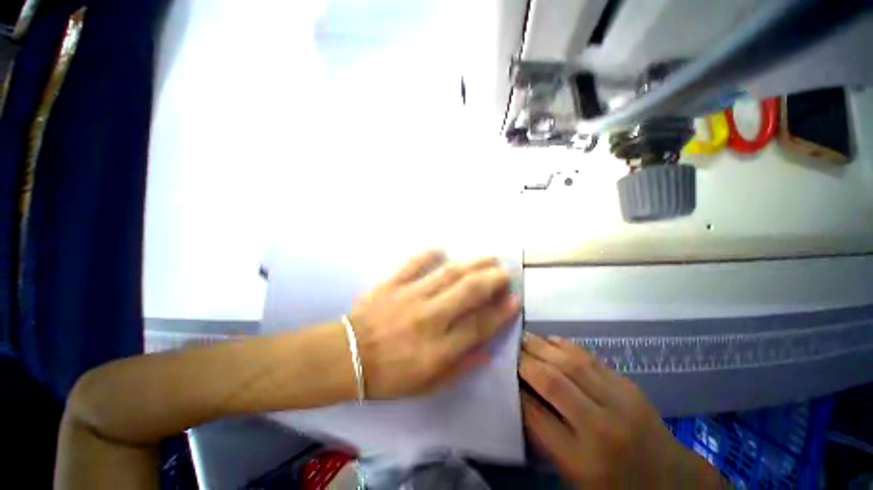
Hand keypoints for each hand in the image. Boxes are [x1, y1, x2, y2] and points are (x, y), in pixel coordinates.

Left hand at [349, 250, 519, 398]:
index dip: (501, 311)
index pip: (480, 325)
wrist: (346, 357)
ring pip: (448, 273)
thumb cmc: (388, 375)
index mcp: (438, 349)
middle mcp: (429, 318)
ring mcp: (409, 296)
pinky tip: (441, 248)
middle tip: (505, 272)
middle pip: (469, 291)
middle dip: (492, 278)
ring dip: (472, 263)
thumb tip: (486, 351)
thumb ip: (460, 368)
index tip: (515, 298)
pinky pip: (413, 263)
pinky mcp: (391, 283)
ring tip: (488, 257)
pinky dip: (428, 254)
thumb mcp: (427, 385)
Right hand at [519, 334, 722, 488]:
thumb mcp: (573, 476)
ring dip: (541, 346)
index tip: (502, 375)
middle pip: (552, 382)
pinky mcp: (629, 386)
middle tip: (507, 348)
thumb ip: (545, 439)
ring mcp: (619, 402)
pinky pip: (589, 358)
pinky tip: (549, 340)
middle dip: (524, 361)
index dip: (514, 390)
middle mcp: (600, 427)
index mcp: (582, 461)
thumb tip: (520, 399)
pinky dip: (565, 345)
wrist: (670, 481)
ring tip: (523, 337)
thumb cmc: (614, 486)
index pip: (535, 415)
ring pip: (570, 363)